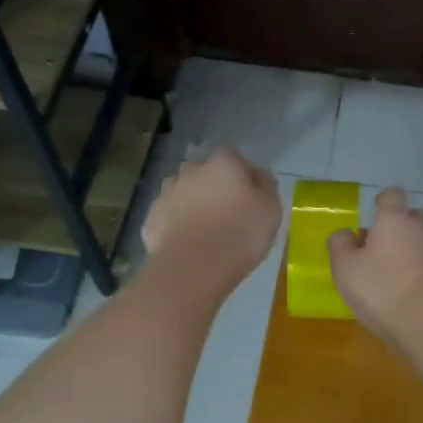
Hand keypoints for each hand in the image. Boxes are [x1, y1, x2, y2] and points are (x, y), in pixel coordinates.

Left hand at [141, 147, 281, 288]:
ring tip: (205, 230)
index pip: (233, 156)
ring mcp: (166, 194)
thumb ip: (267, 187)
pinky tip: (188, 244)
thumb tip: (259, 176)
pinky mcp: (151, 220)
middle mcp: (190, 171)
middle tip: (228, 212)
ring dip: (193, 203)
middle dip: (214, 186)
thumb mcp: (271, 210)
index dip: (242, 172)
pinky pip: (169, 217)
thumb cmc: (240, 234)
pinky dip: (177, 225)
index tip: (251, 193)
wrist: (194, 267)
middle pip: (204, 172)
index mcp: (222, 164)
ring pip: (183, 192)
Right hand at [327, 187, 422, 343]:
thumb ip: (341, 246)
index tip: (376, 212)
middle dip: (402, 228)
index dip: (384, 201)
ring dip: (414, 255)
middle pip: (415, 218)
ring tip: (398, 281)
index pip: (393, 196)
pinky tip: (417, 299)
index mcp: (394, 222)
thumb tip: (345, 233)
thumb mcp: (345, 269)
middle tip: (383, 249)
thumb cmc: (381, 290)